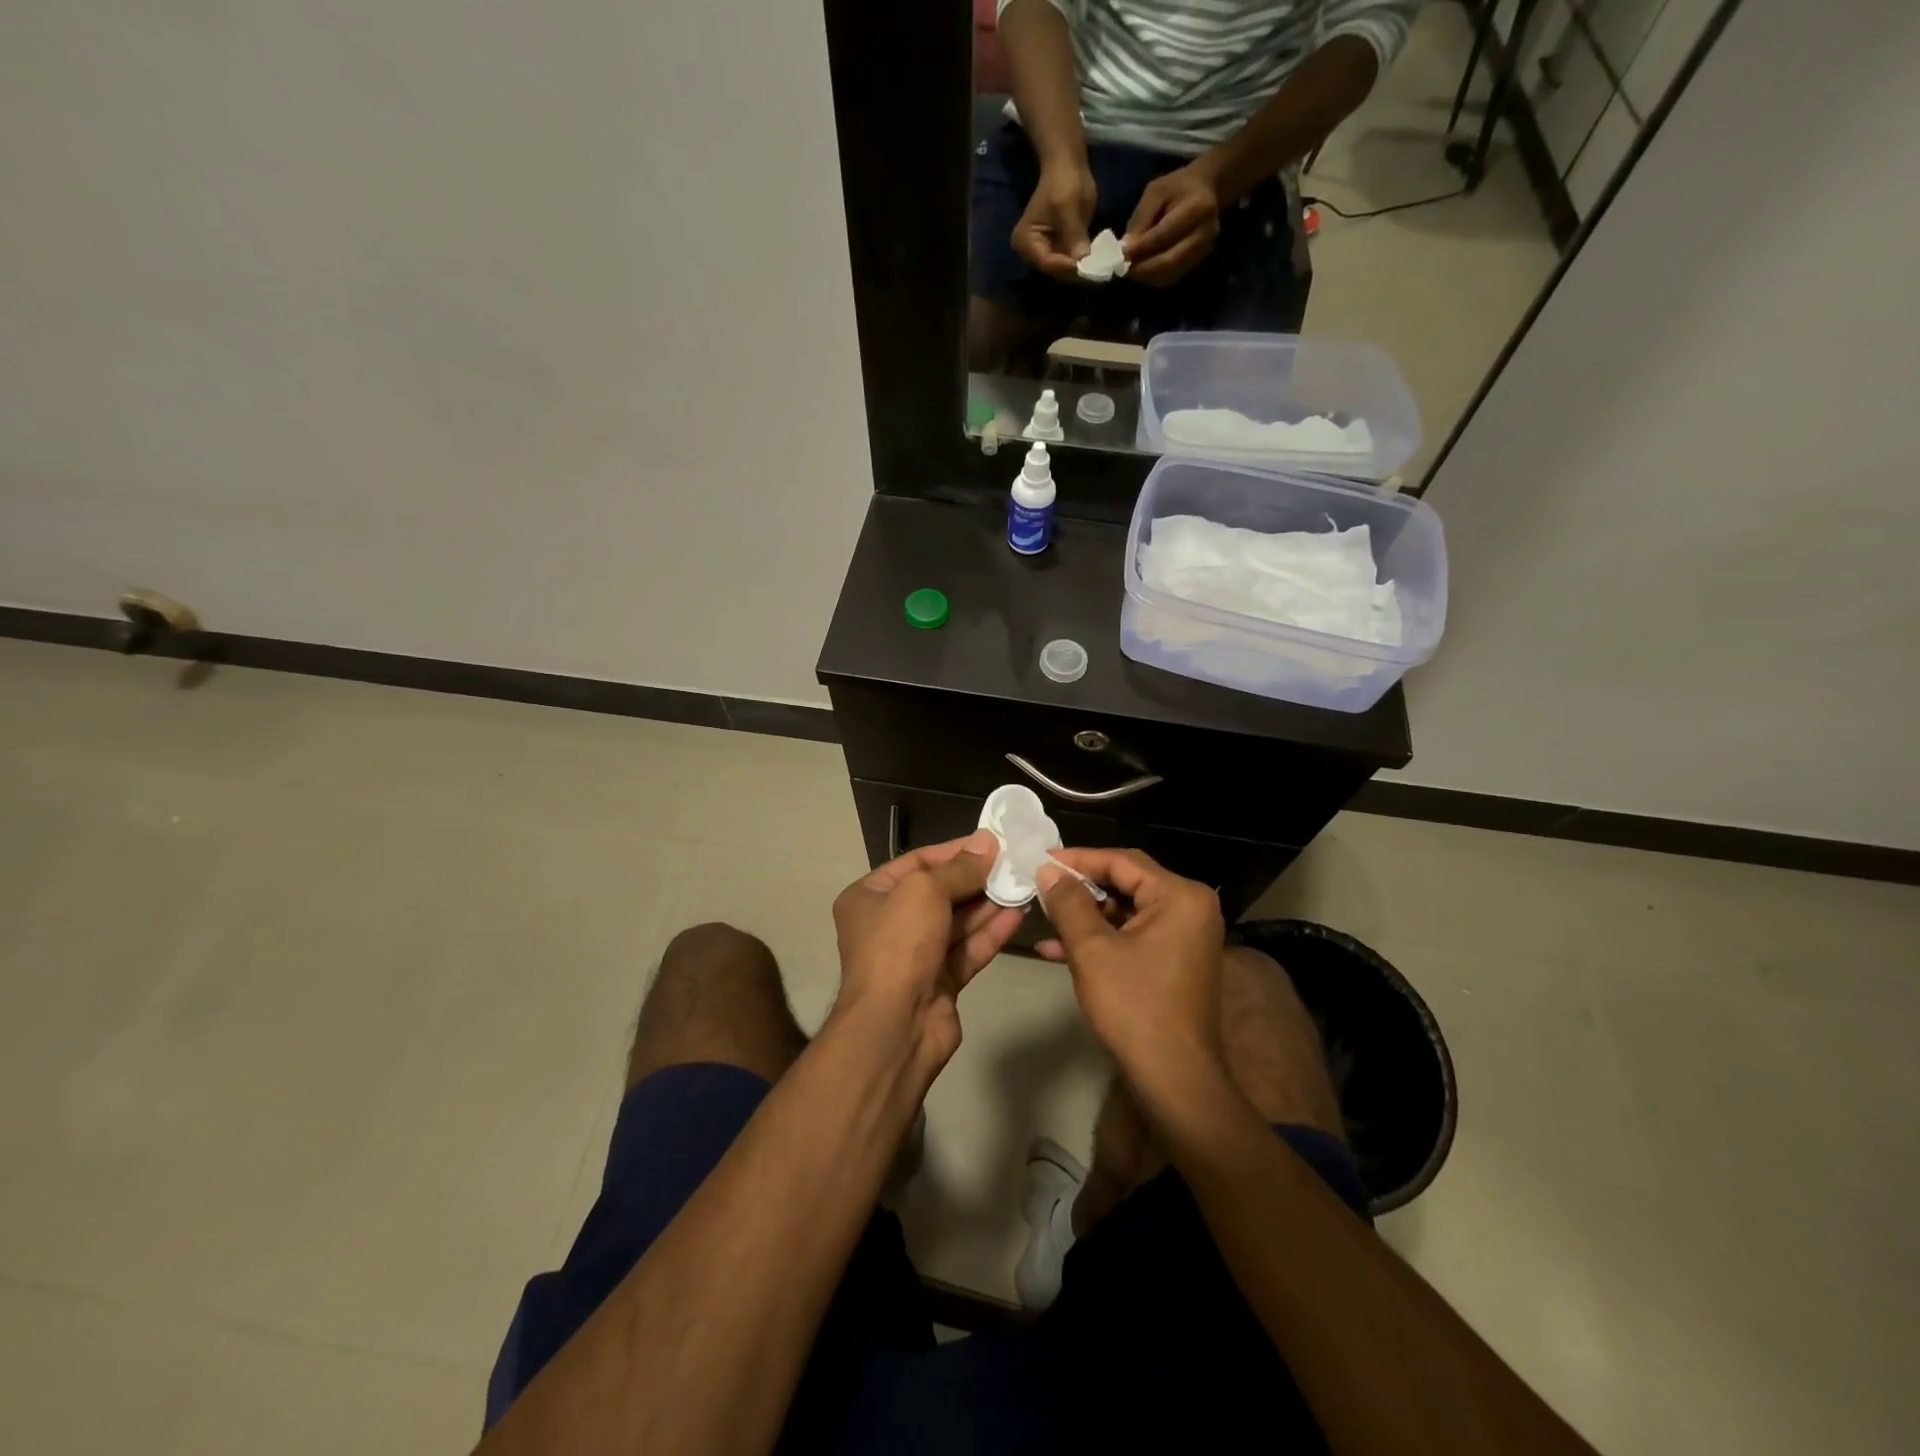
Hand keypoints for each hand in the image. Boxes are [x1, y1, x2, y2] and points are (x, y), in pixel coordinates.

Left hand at [832, 831, 1024, 1071]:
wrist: (895, 1026)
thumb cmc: (899, 945)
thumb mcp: (924, 891)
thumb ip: (959, 868)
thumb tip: (987, 842)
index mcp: (870, 896)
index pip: (917, 862)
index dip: (955, 851)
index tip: (992, 841)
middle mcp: (889, 923)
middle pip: (940, 892)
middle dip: (976, 878)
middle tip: (1013, 863)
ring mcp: (915, 955)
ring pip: (957, 922)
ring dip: (988, 904)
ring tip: (1023, 885)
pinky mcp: (939, 982)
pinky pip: (967, 949)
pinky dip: (990, 933)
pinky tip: (1018, 915)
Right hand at [1012, 162, 1096, 281]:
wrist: (1066, 166)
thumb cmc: (1063, 181)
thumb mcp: (1069, 207)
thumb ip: (1074, 234)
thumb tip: (1083, 260)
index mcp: (1025, 241)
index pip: (1047, 263)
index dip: (1067, 267)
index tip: (1089, 267)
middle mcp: (1029, 253)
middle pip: (1053, 270)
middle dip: (1074, 271)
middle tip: (1097, 272)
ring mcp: (1042, 253)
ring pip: (1061, 270)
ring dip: (1079, 270)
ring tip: (1098, 269)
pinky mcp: (1054, 251)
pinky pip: (1067, 264)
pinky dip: (1080, 264)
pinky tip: (1094, 263)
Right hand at [1035, 848, 1227, 1094]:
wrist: (1174, 1078)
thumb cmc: (1135, 1007)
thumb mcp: (1092, 950)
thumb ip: (1068, 903)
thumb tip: (1047, 869)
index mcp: (1180, 896)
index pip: (1122, 861)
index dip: (1078, 859)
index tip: (1041, 861)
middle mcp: (1191, 907)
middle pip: (1127, 882)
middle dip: (1081, 888)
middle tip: (1041, 885)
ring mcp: (1187, 935)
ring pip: (1127, 910)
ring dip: (1086, 916)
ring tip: (1045, 917)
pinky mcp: (1177, 959)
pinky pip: (1135, 934)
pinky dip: (1102, 938)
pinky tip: (1059, 949)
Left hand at [1121, 165, 1221, 285]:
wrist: (1206, 190)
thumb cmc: (1178, 187)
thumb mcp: (1156, 192)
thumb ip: (1141, 219)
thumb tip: (1126, 249)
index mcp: (1197, 208)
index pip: (1163, 236)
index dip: (1140, 249)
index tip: (1121, 254)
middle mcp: (1205, 233)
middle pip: (1168, 262)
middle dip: (1142, 268)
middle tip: (1124, 268)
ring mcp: (1204, 251)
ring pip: (1169, 274)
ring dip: (1146, 276)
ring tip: (1132, 268)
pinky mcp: (1198, 262)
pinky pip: (1172, 277)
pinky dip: (1154, 277)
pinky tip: (1144, 269)